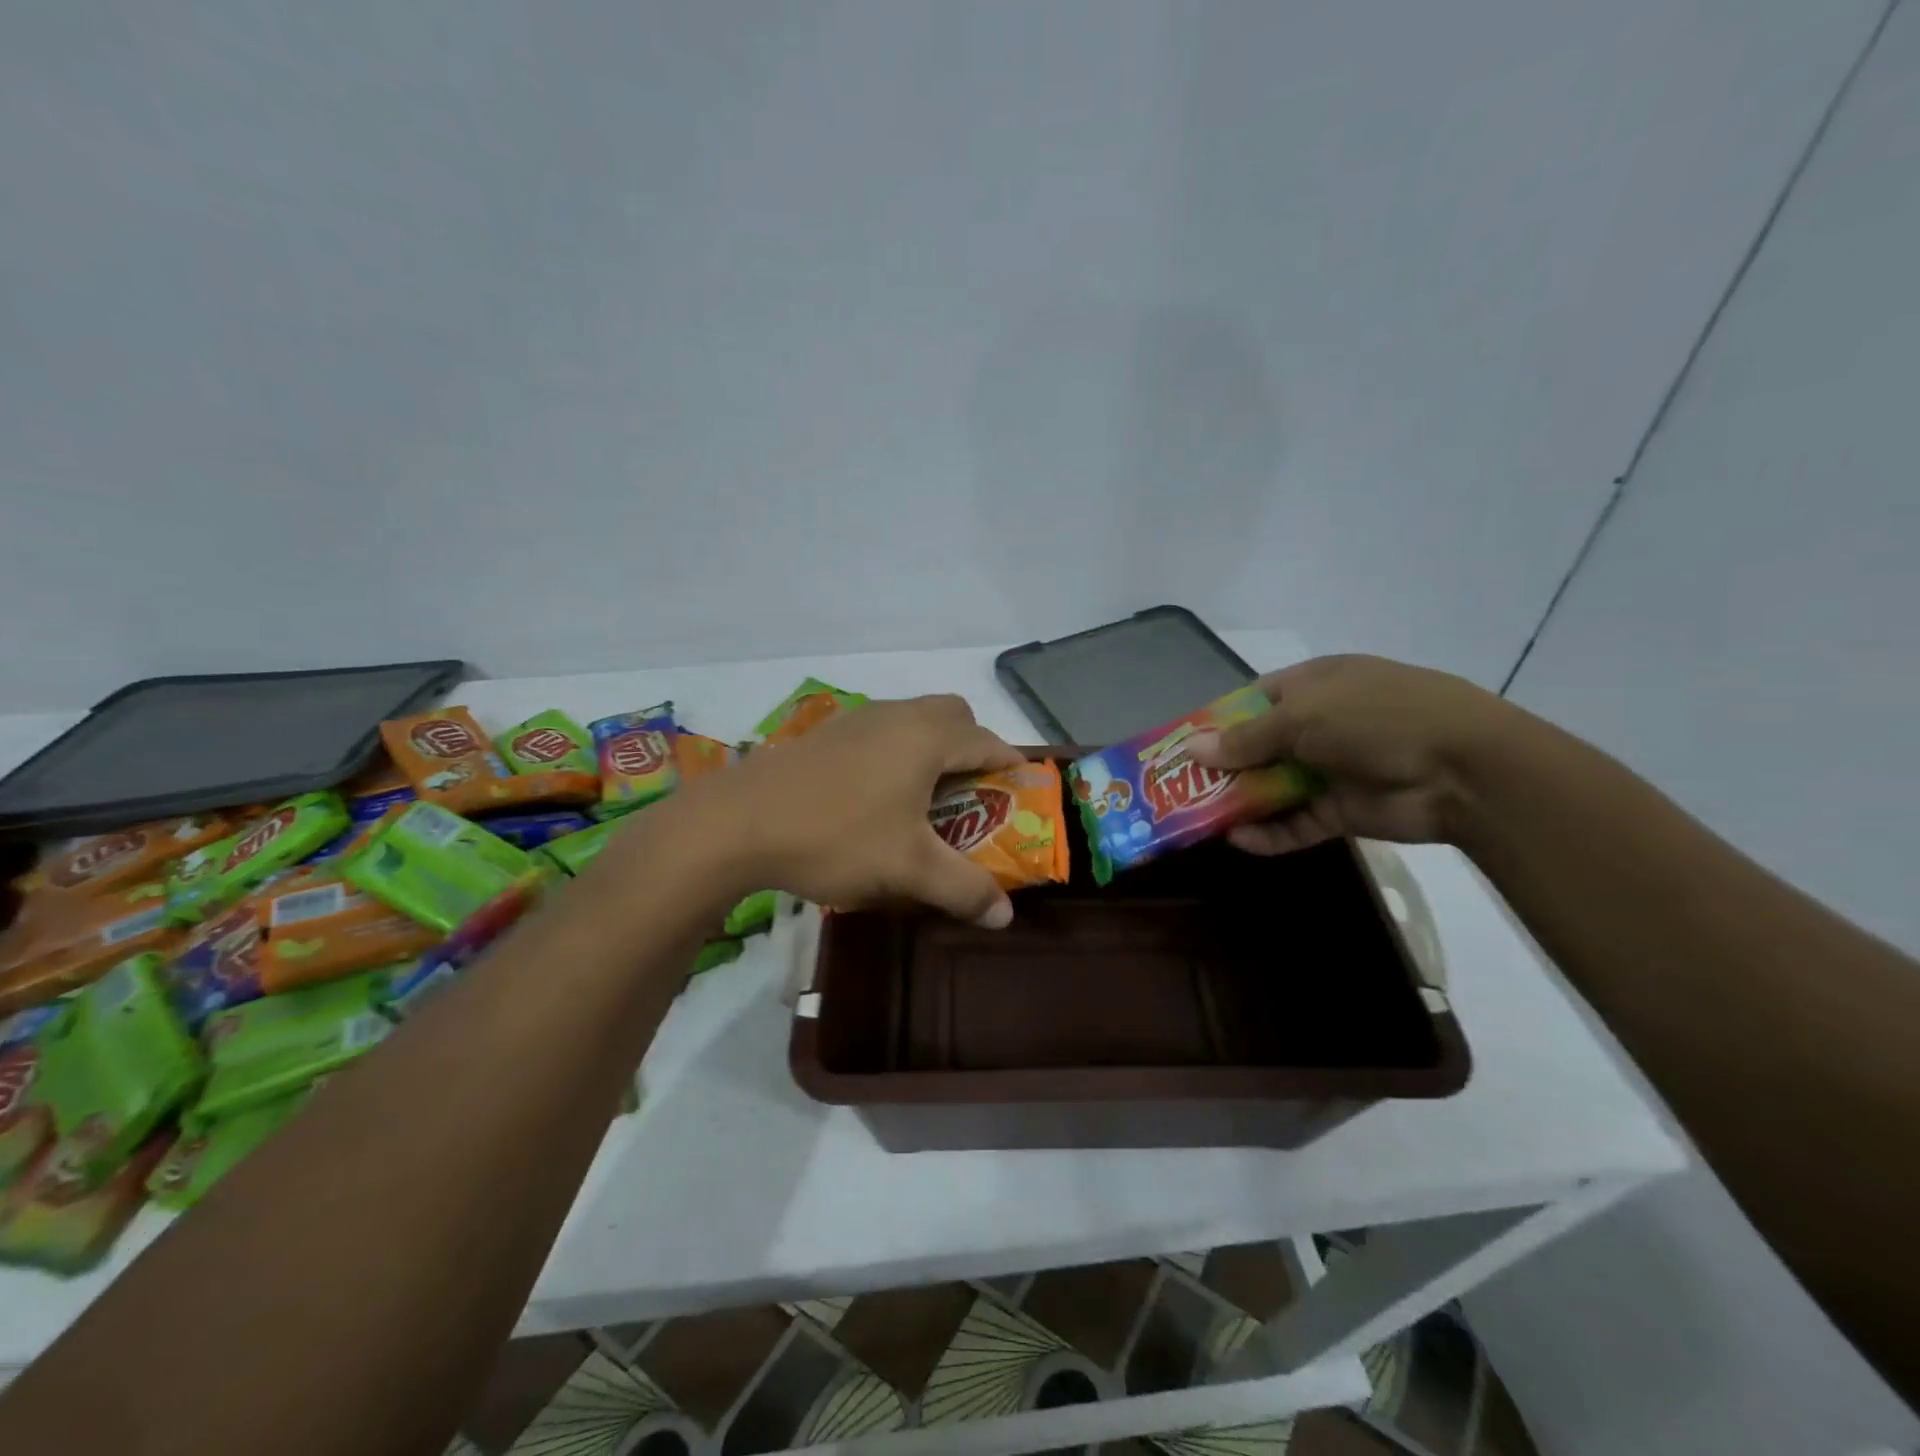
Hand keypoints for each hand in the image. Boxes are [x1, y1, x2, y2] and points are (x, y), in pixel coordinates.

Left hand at [695, 694, 1025, 924]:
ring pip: (913, 720)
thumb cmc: (836, 836)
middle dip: (972, 748)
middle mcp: (897, 715)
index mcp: (927, 737)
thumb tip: (1006, 916)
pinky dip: (896, 753)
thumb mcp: (908, 869)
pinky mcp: (825, 733)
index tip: (1020, 796)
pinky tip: (875, 796)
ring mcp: (857, 719)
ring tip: (925, 798)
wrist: (736, 822)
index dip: (1011, 767)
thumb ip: (964, 889)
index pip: (989, 741)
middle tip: (971, 794)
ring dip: (931, 749)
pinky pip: (880, 731)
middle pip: (954, 717)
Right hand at [1187, 655, 1518, 854]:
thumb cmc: (1375, 719)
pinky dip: (1271, 833)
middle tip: (1179, 788)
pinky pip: (1297, 822)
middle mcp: (1323, 724)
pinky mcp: (1345, 810)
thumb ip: (1245, 738)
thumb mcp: (1302, 717)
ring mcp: (1334, 768)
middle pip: (1260, 746)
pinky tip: (1239, 841)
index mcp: (1316, 685)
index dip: (1220, 720)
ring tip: (1198, 819)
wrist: (1465, 771)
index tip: (1185, 744)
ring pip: (1275, 786)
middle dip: (1223, 766)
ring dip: (1241, 802)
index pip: (1256, 699)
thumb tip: (1192, 749)